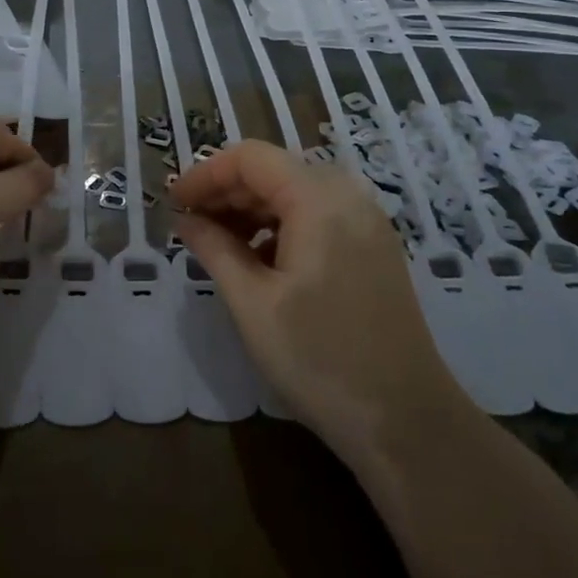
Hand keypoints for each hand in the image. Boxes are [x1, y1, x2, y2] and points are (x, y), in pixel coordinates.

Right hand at [171, 141, 467, 461]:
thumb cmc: (319, 359)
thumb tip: (184, 219)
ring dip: (251, 210)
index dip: (205, 174)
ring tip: (216, 243)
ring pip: (296, 193)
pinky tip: (258, 260)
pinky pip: (318, 216)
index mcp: (319, 199)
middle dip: (226, 191)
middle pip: (275, 171)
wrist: (405, 420)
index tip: (172, 202)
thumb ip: (214, 249)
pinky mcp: (373, 247)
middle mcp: (348, 196)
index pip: (250, 158)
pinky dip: (281, 226)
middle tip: (188, 225)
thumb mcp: (253, 303)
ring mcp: (366, 221)